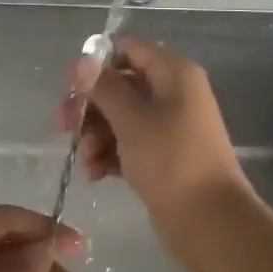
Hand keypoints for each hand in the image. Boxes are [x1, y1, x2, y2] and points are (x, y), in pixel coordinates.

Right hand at [57, 37, 250, 240]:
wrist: (210, 221)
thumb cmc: (171, 160)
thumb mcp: (131, 119)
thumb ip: (104, 87)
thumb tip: (82, 60)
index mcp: (174, 73)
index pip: (130, 49)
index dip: (98, 63)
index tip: (70, 84)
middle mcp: (174, 93)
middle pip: (121, 85)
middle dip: (90, 105)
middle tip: (62, 125)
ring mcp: (170, 127)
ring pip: (121, 117)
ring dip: (96, 134)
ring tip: (84, 160)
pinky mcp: (164, 157)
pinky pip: (129, 144)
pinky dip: (110, 154)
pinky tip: (95, 174)